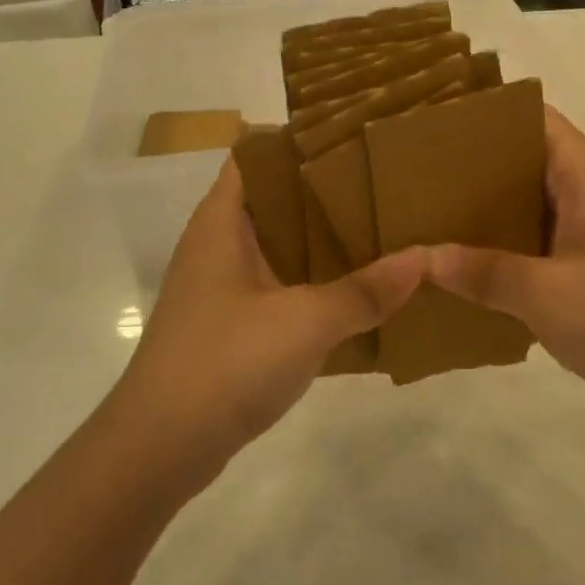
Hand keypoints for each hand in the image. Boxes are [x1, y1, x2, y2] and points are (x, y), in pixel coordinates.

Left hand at [112, 158, 424, 476]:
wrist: (159, 449)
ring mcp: (221, 284)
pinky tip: (355, 288)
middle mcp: (217, 242)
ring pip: (278, 243)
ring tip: (379, 226)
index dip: (300, 140)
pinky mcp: (230, 322)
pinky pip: (278, 283)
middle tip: (381, 181)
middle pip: (275, 198)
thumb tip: (425, 258)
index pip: (257, 154)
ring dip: (321, 239)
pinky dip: (312, 279)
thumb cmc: (226, 362)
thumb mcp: (306, 322)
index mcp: (222, 220)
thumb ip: (365, 290)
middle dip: (324, 190)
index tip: (352, 136)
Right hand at [429, 108, 584, 436]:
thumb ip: (482, 272)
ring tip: (420, 216)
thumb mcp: (548, 294)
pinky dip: (500, 251)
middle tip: (408, 173)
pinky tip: (459, 270)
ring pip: (523, 206)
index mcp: (583, 173)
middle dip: (467, 166)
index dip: (481, 111)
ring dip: (481, 213)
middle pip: (518, 160)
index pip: (527, 116)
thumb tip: (417, 257)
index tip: (427, 119)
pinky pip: (533, 247)